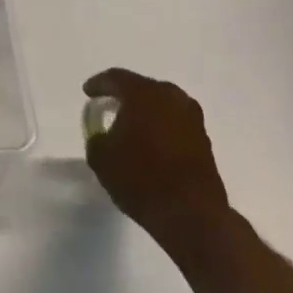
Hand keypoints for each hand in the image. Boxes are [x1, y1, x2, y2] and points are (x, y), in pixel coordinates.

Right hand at [83, 68, 232, 252]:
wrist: (191, 213)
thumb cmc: (140, 178)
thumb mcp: (102, 157)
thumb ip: (97, 138)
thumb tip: (104, 135)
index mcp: (144, 94)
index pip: (116, 78)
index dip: (99, 84)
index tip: (88, 93)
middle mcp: (172, 97)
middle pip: (142, 88)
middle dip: (124, 96)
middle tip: (109, 107)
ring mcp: (192, 118)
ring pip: (162, 106)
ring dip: (146, 113)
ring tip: (131, 127)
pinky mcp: (204, 140)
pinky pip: (175, 124)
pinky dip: (161, 129)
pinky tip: (151, 144)